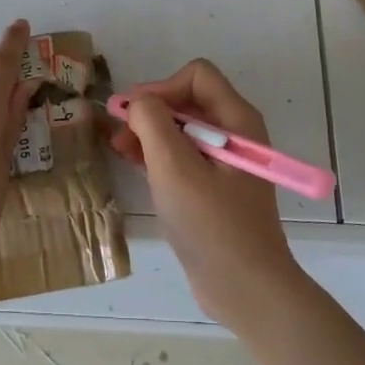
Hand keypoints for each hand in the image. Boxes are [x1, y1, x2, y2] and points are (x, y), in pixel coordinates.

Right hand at [108, 59, 302, 327]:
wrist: (245, 289)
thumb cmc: (211, 224)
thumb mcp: (174, 168)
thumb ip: (152, 123)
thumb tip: (138, 102)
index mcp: (236, 120)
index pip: (196, 76)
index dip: (161, 87)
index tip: (133, 114)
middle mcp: (235, 133)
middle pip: (188, 100)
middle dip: (151, 111)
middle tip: (118, 132)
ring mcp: (227, 161)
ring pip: (183, 129)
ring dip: (150, 133)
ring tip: (119, 148)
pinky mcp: (216, 186)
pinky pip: (185, 155)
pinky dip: (159, 154)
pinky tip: (135, 164)